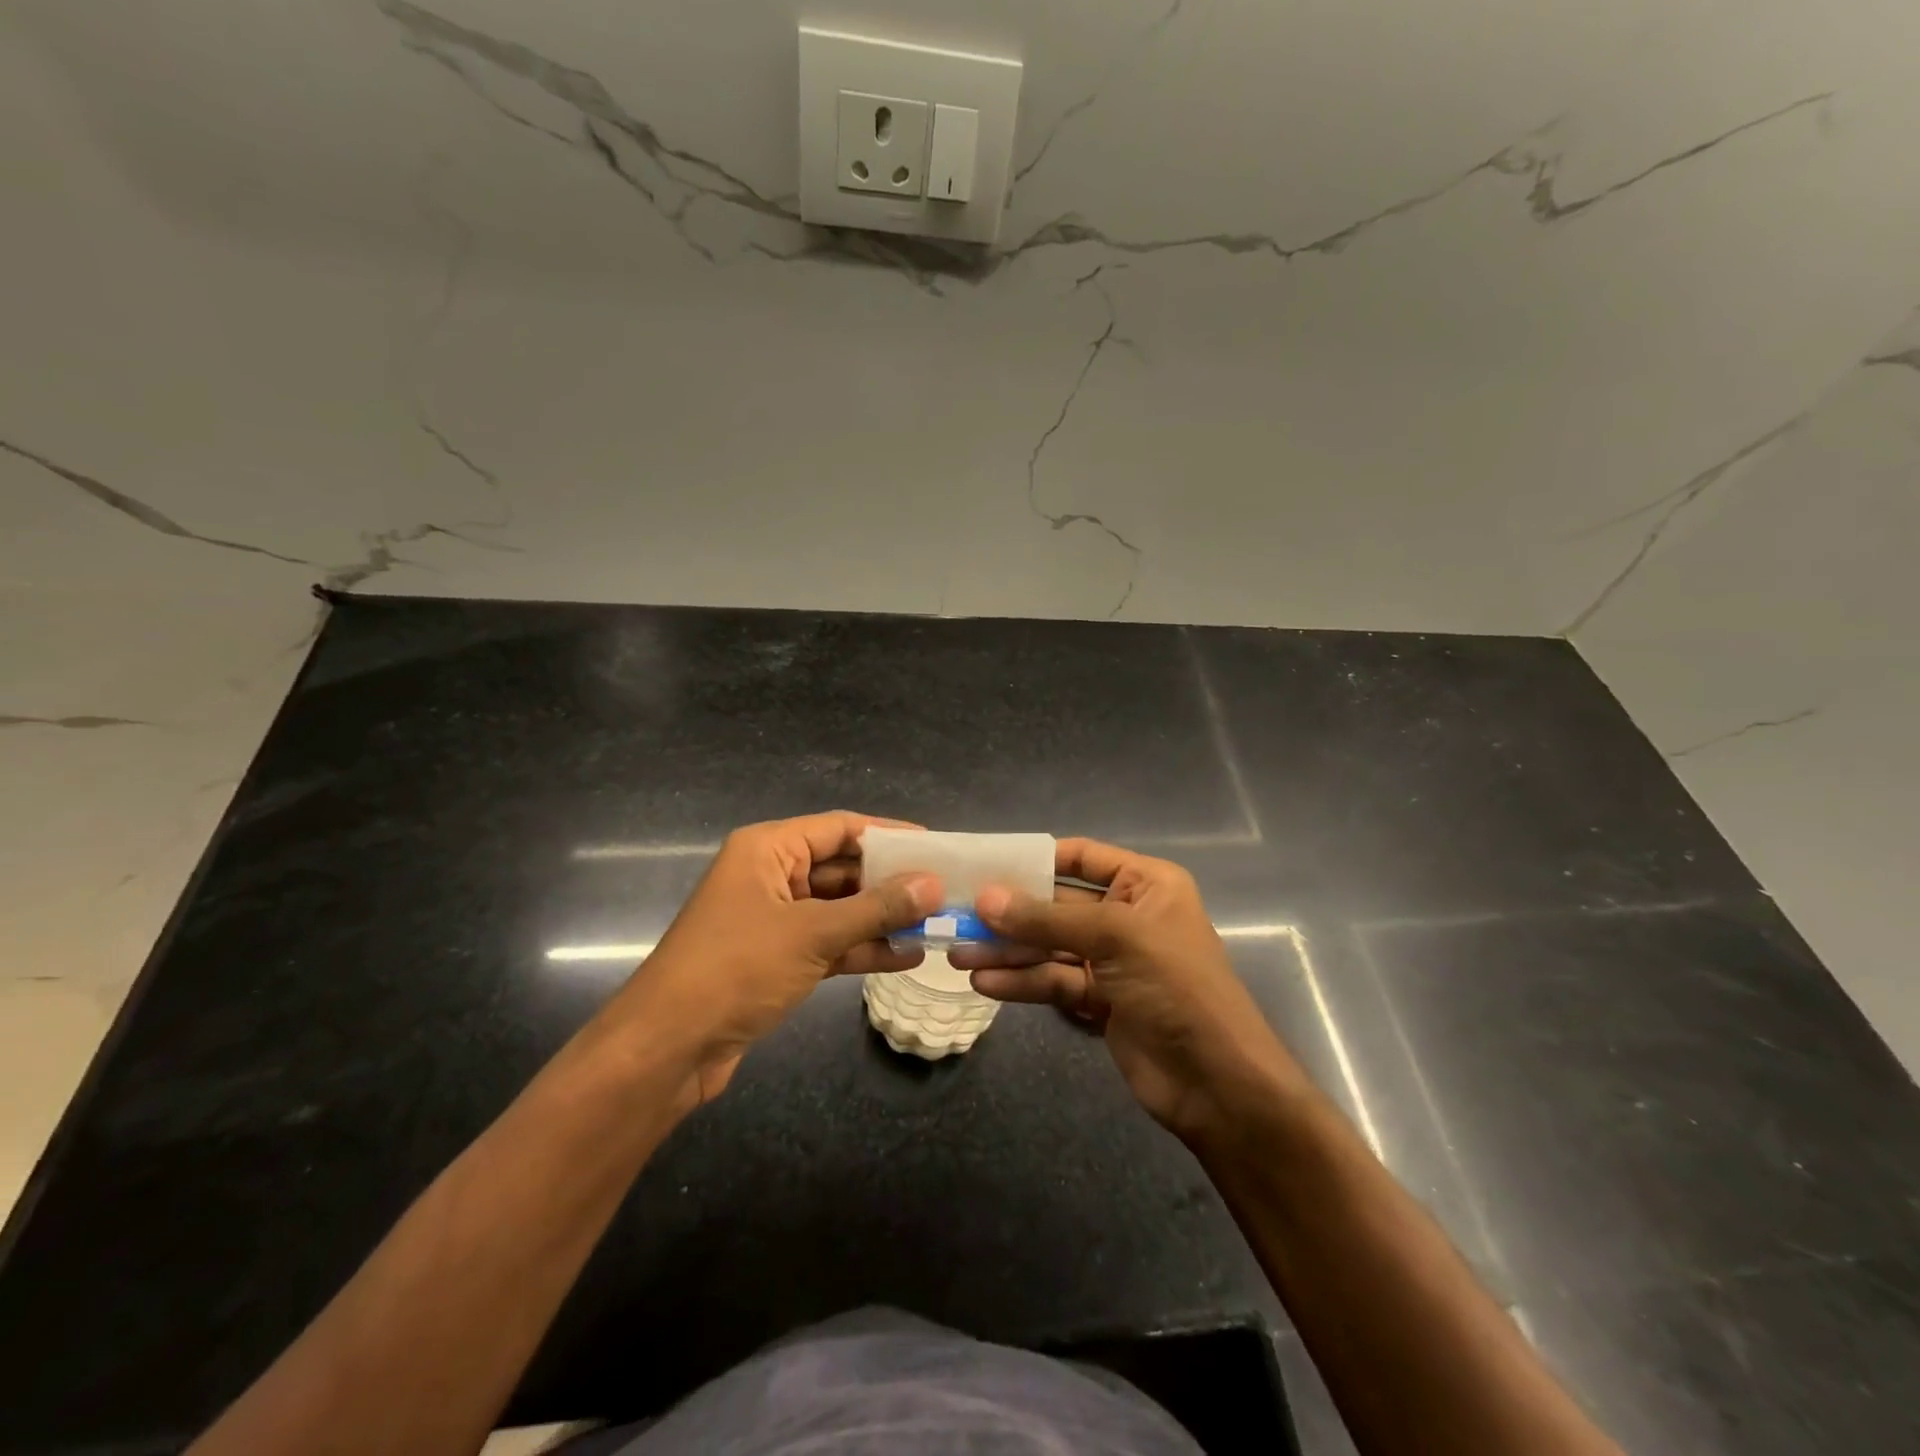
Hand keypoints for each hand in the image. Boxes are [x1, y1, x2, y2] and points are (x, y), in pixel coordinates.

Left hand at [609, 812, 939, 1107]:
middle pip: (842, 868)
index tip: (935, 846)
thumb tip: (934, 885)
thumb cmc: (736, 969)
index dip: (888, 835)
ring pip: (839, 908)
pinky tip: (907, 957)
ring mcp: (774, 919)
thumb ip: (876, 908)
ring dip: (882, 918)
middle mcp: (771, 875)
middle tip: (944, 889)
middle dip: (891, 882)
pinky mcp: (777, 958)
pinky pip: (829, 943)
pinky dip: (863, 948)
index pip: (840, 828)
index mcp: (768, 849)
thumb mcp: (813, 933)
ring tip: (936, 924)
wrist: (668, 1048)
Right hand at [949, 838, 1299, 1140]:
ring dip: (1007, 951)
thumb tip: (985, 899)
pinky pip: (1053, 981)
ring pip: (1049, 947)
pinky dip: (1021, 982)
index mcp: (1144, 884)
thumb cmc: (1176, 987)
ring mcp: (1112, 960)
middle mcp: (1127, 915)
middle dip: (1010, 914)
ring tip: (958, 955)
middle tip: (958, 916)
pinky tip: (985, 983)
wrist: (1219, 1083)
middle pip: (1057, 905)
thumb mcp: (1115, 938)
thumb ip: (1047, 919)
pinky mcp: (1100, 1000)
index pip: (1081, 856)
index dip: (1035, 858)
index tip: (985, 864)